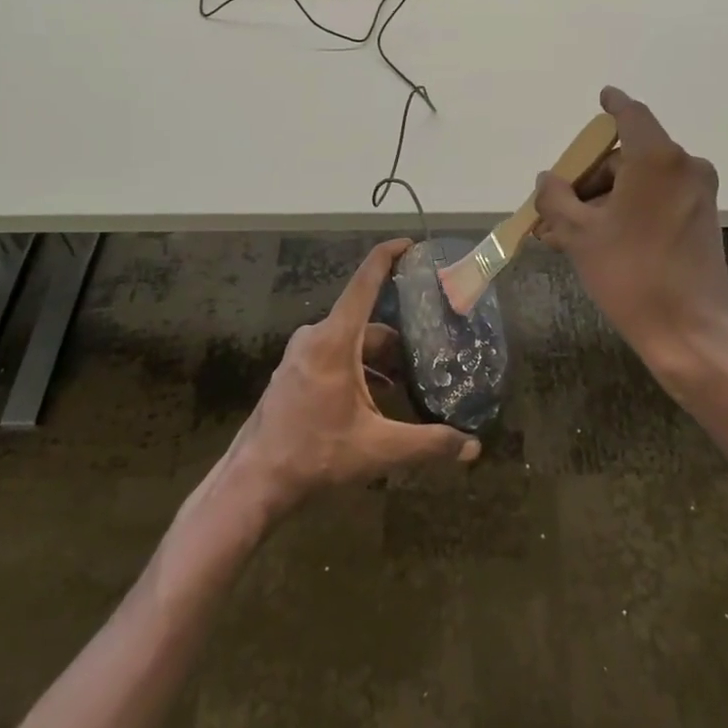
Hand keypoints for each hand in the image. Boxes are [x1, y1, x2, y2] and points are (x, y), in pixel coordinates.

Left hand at [229, 238, 480, 515]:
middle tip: (430, 352)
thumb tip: (473, 447)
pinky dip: (358, 370)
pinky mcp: (293, 373)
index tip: (411, 244)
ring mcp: (300, 355)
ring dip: (378, 360)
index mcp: (334, 340)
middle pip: (365, 322)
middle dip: (398, 338)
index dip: (388, 256)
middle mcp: (315, 338)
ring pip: (350, 343)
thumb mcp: (378, 449)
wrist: (254, 482)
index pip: (365, 282)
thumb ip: (428, 444)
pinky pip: (333, 356)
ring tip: (408, 385)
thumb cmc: (315, 455)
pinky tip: (375, 402)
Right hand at [533, 87, 727, 402]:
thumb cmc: (630, 275)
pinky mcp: (702, 220)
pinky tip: (597, 240)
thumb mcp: (580, 235)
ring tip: (566, 233)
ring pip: (640, 182)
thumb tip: (547, 180)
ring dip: (604, 199)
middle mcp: (684, 168)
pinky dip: (628, 210)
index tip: (602, 97)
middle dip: (589, 177)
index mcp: (657, 159)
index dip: (613, 104)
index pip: (631, 115)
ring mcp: (698, 195)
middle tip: (556, 205)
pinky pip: (657, 201)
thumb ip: (556, 198)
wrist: (691, 334)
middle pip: (628, 156)